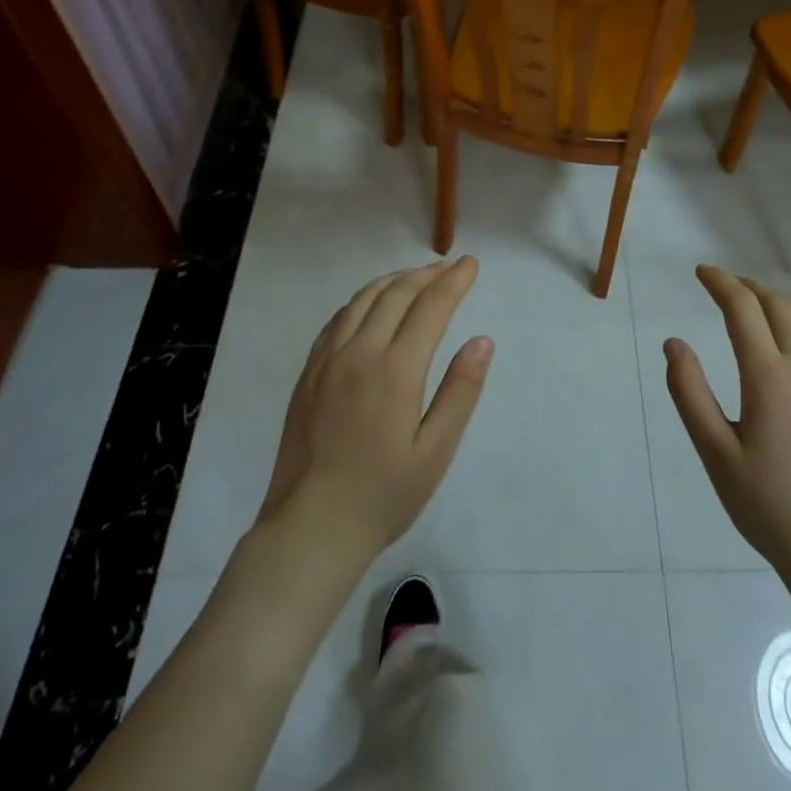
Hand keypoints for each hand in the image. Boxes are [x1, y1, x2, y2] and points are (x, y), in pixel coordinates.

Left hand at [257, 258, 493, 569]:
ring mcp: (328, 360)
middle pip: (396, 294)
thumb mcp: (435, 451)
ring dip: (394, 281)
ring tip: (416, 277)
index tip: (471, 264)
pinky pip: (338, 319)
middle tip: (450, 267)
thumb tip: (482, 341)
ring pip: (363, 300)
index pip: (430, 307)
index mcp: (396, 370)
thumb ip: (460, 391)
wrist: (311, 526)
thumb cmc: (383, 495)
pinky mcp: (309, 372)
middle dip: (427, 275)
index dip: (454, 281)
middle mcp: (359, 352)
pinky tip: (371, 305)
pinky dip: (362, 300)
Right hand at [665, 265, 790, 586]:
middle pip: (777, 305)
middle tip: (721, 286)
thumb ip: (690, 393)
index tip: (701, 272)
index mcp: (769, 377)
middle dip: (747, 287)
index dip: (720, 283)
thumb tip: (674, 343)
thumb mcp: (715, 453)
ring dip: (777, 301)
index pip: (743, 309)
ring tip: (753, 304)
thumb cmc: (769, 505)